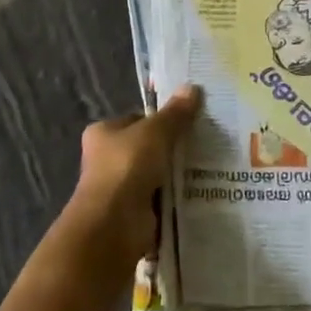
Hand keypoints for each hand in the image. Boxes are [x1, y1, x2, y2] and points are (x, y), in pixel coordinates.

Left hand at [65, 85, 201, 270]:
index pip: (136, 120)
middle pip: (147, 147)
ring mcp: (119, 187)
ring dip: (175, 174)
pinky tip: (199, 191)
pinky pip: (160, 198)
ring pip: (155, 174)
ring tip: (208, 166)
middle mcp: (106, 159)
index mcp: (103, 133)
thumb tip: (193, 88)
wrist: (114, 222)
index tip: (189, 122)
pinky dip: (175, 197)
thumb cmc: (128, 166)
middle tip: (203, 143)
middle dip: (171, 148)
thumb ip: (175, 113)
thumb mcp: (156, 132)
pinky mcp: (133, 212)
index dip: (161, 120)